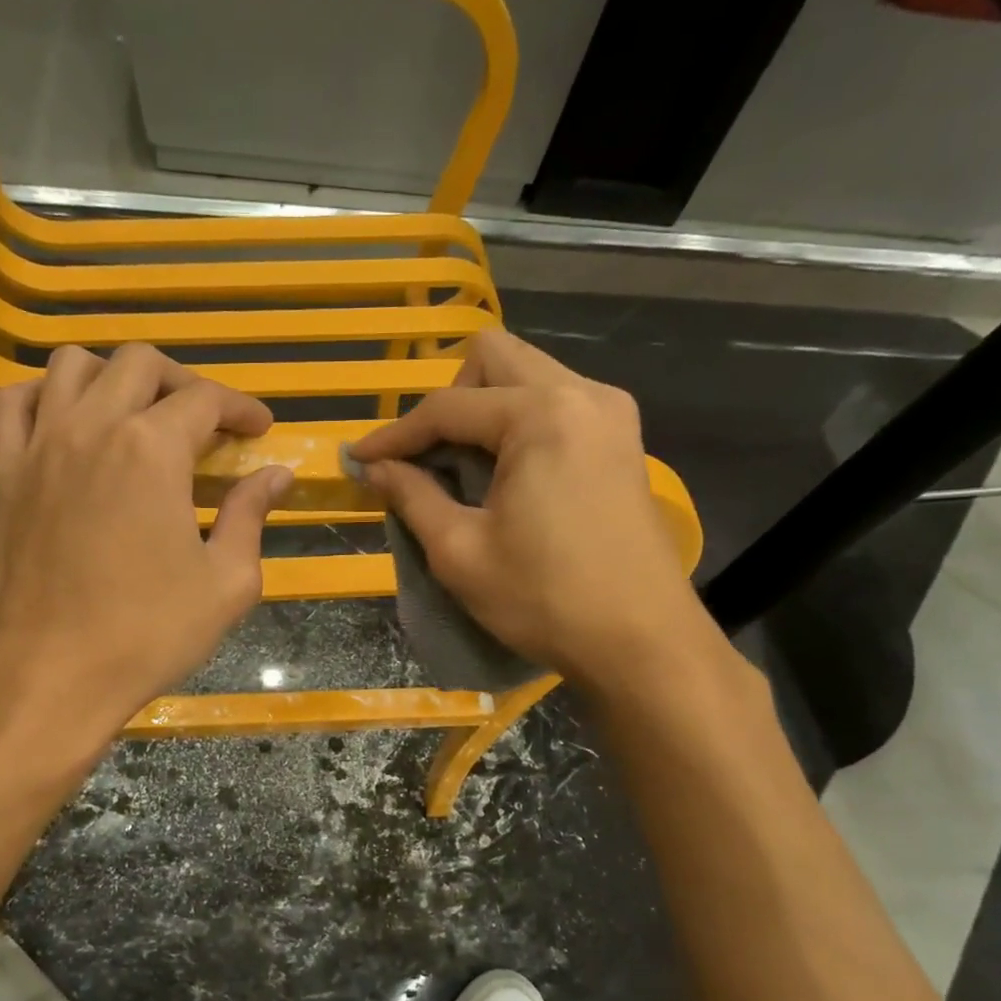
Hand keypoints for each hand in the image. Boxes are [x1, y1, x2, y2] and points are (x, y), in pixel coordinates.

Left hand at [0, 344, 291, 745]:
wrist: (51, 675)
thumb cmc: (148, 634)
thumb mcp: (227, 583)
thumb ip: (252, 516)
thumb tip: (276, 475)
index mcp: (152, 450)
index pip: (205, 399)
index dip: (240, 408)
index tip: (259, 430)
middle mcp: (92, 427)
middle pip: (140, 364)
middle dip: (184, 382)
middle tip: (206, 422)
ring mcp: (39, 445)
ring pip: (73, 365)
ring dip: (115, 376)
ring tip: (137, 414)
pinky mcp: (3, 472)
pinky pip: (14, 401)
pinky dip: (47, 395)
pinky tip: (68, 422)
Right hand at [348, 329, 703, 684]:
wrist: (641, 642)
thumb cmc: (544, 599)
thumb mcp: (460, 552)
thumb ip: (412, 497)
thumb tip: (375, 468)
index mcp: (542, 415)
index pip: (448, 406)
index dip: (395, 434)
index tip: (358, 460)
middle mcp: (583, 394)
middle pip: (494, 358)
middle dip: (447, 401)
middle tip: (426, 458)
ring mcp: (611, 413)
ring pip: (528, 375)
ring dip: (483, 409)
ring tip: (462, 467)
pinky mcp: (623, 439)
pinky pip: (556, 403)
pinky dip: (518, 423)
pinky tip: (505, 473)